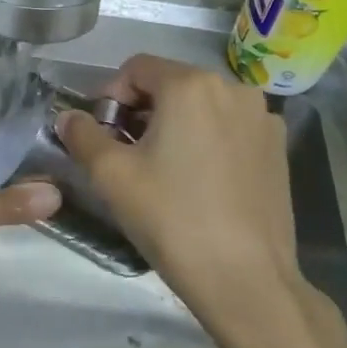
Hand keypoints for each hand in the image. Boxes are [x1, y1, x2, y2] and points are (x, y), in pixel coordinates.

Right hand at [59, 56, 325, 347]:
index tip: (102, 135)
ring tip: (164, 170)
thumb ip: (82, 135)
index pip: (136, 68)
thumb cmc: (171, 218)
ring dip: (176, 124)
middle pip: (171, 83)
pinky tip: (201, 182)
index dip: (110, 96)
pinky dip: (208, 140)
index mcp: (191, 84)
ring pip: (203, 105)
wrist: (245, 279)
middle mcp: (233, 88)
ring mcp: (262, 118)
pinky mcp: (278, 148)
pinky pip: (230, 128)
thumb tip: (68, 117)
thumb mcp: (111, 176)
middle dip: (142, 111)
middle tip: (127, 155)